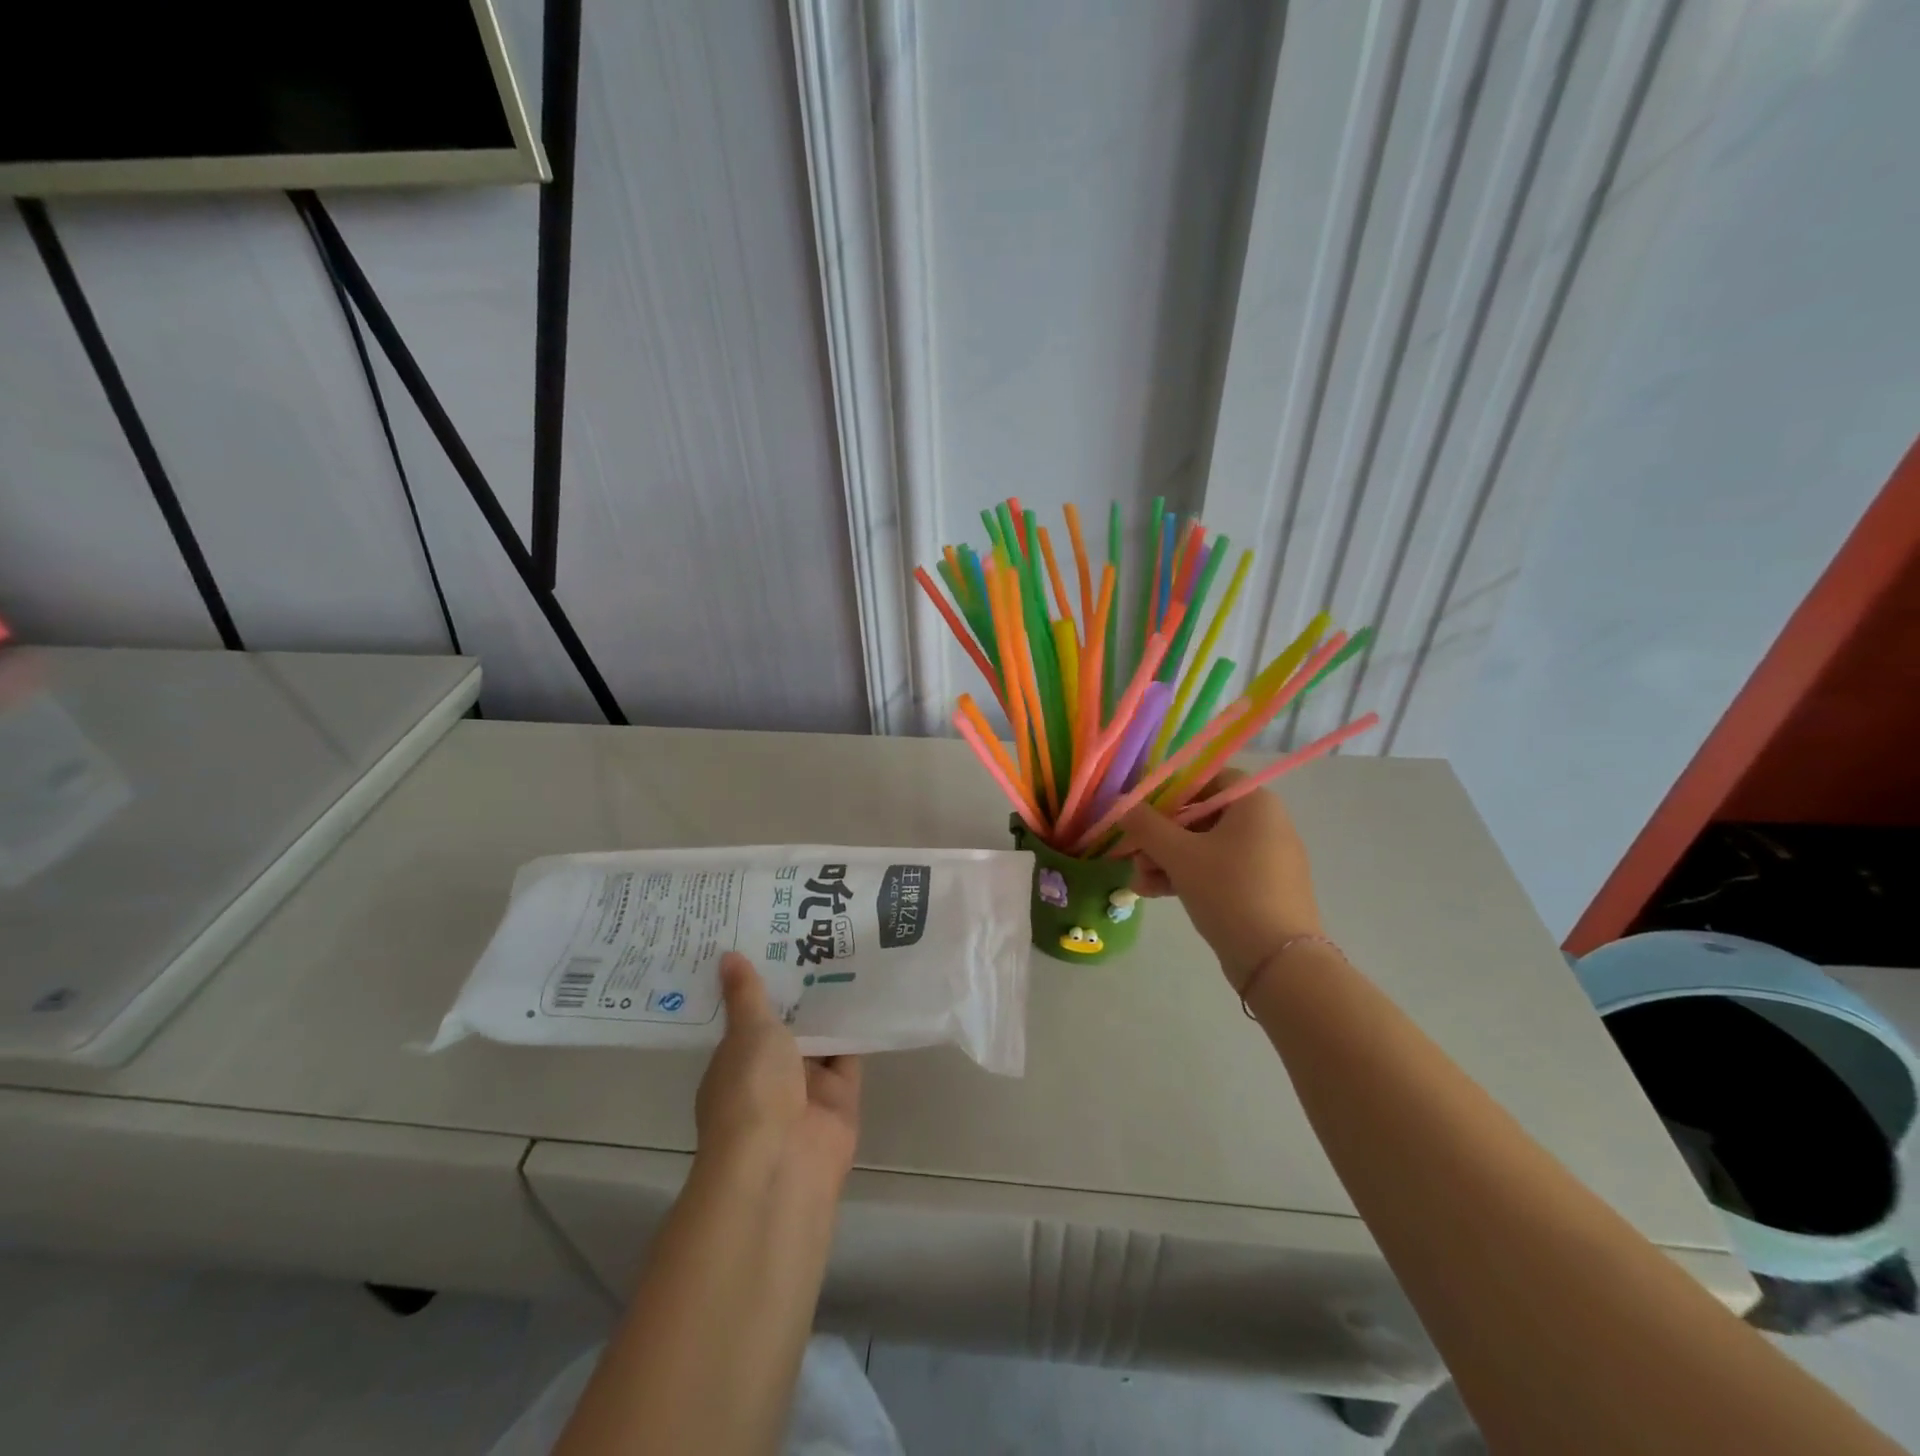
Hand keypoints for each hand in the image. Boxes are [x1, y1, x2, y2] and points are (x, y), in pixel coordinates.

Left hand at [694, 952, 861, 1192]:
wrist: (783, 1161)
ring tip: (847, 954)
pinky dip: (858, 1032)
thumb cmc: (752, 1090)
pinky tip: (870, 991)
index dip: (761, 985)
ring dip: (831, 1009)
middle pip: (787, 1028)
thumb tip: (727, 955)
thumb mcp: (748, 1032)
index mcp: (735, 1062)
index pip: (747, 1018)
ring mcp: (805, 1091)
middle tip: (817, 937)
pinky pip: (850, 1057)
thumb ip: (747, 994)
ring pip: (821, 1041)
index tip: (775, 944)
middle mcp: (768, 1076)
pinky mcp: (840, 1100)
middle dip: (800, 993)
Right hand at [1120, 769, 1323, 993]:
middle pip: (1200, 816)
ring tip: (1139, 882)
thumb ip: (1146, 825)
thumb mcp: (1179, 855)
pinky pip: (1219, 871)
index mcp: (1255, 803)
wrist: (1279, 962)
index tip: (1141, 811)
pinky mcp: (1262, 889)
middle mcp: (1265, 824)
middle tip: (1133, 855)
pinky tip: (1154, 893)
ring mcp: (1266, 858)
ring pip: (1205, 847)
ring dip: (1167, 860)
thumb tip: (1123, 805)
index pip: (1206, 779)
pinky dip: (1188, 877)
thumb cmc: (1229, 891)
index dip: (1170, 791)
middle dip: (1160, 836)